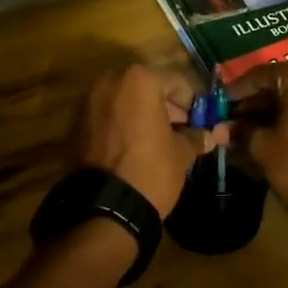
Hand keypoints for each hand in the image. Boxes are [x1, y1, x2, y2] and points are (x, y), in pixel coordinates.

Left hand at [71, 64, 212, 216]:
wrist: (105, 208)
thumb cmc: (151, 170)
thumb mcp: (182, 153)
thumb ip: (196, 137)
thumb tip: (212, 135)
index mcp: (140, 80)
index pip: (177, 82)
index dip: (192, 104)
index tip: (199, 122)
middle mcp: (110, 81)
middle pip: (147, 88)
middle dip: (164, 107)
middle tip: (179, 131)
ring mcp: (88, 101)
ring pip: (124, 101)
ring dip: (141, 116)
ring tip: (156, 142)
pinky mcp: (75, 123)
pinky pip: (107, 117)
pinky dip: (121, 126)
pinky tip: (133, 149)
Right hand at [225, 61, 287, 263]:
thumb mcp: (262, 148)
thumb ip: (239, 132)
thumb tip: (218, 129)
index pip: (258, 75)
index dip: (234, 93)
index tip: (216, 108)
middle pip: (277, 85)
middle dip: (251, 106)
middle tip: (228, 125)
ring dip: (268, 116)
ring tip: (244, 136)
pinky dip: (287, 121)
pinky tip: (269, 140)